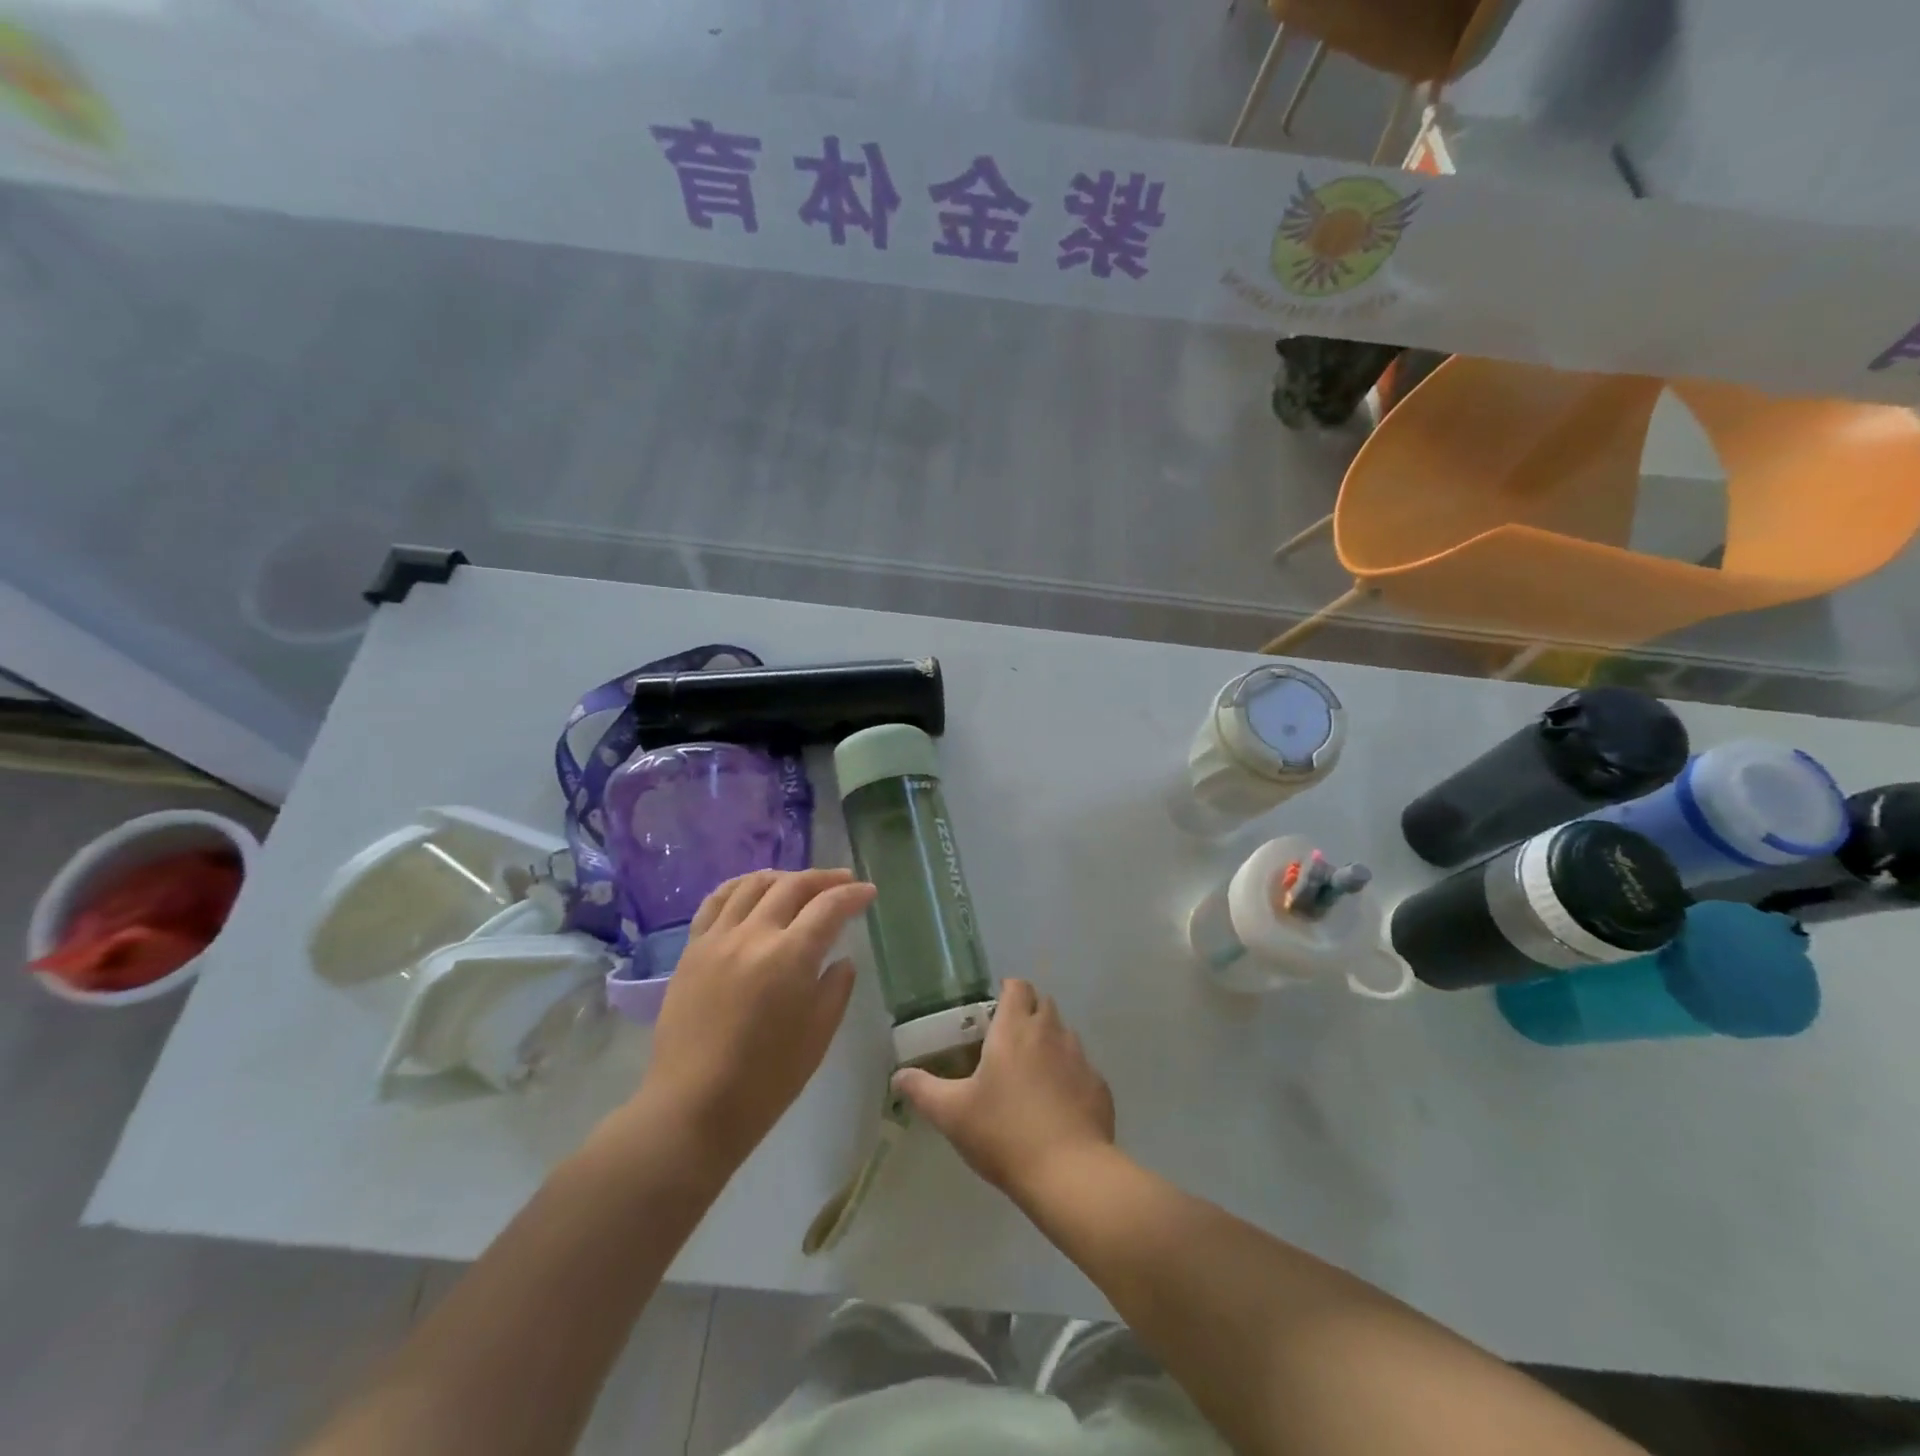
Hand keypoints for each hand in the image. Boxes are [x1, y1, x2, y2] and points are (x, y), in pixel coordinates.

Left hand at [638, 868, 875, 1160]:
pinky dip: (740, 886)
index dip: (853, 895)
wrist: (693, 1107)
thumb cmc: (766, 1080)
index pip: (829, 907)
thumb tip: (842, 959)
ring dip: (784, 877)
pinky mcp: (692, 950)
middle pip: (792, 886)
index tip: (869, 892)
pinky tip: (752, 890)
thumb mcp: (818, 1035)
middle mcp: (753, 935)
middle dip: (824, 879)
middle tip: (844, 881)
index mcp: (790, 956)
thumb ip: (836, 988)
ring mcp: (717, 939)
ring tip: (800, 883)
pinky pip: (716, 901)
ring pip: (753, 884)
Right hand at [892, 979, 1114, 1198]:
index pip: (1017, 986)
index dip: (1006, 991)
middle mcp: (1051, 1033)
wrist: (1069, 1174)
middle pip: (1043, 1004)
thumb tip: (898, 1076)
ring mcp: (1080, 1058)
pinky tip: (1056, 1106)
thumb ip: (923, 1090)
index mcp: (1015, 1029)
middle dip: (1027, 1013)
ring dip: (1049, 1043)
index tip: (992, 1011)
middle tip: (1006, 1043)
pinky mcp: (1099, 1086)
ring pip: (1064, 1034)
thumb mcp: (952, 1114)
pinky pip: (1081, 1068)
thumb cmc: (1004, 1133)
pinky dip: (1069, 1076)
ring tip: (1031, 1076)